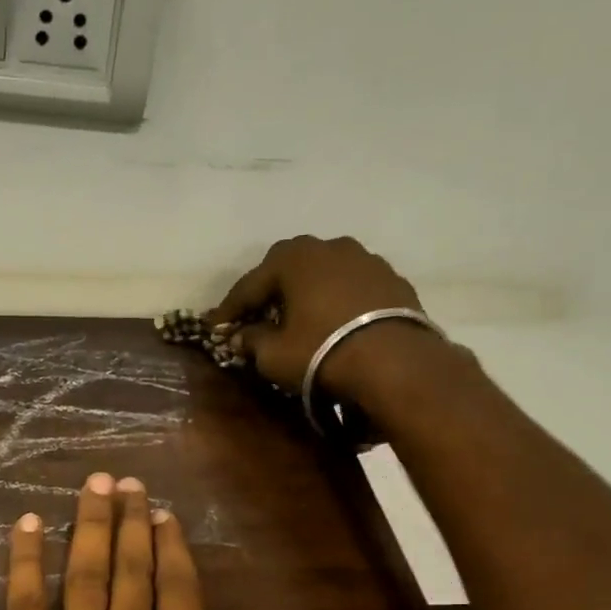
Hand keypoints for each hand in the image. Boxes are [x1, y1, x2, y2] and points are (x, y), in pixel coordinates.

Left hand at [0, 472, 375, 609]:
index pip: (181, 592)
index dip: (171, 547)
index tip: (163, 513)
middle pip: (131, 569)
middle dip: (128, 520)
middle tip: (123, 480)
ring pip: (83, 573)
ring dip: (86, 525)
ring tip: (91, 485)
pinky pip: (23, 605)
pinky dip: (24, 562)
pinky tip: (23, 526)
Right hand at [210, 235, 426, 400]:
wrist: (394, 362)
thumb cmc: (322, 352)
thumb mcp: (274, 355)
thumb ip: (252, 341)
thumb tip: (241, 336)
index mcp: (295, 259)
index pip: (250, 283)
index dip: (230, 308)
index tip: (215, 326)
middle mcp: (331, 247)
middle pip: (289, 266)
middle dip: (270, 290)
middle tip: (257, 314)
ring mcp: (367, 260)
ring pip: (325, 273)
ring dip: (308, 292)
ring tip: (300, 317)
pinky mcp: (393, 280)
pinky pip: (352, 288)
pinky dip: (337, 301)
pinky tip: (334, 323)